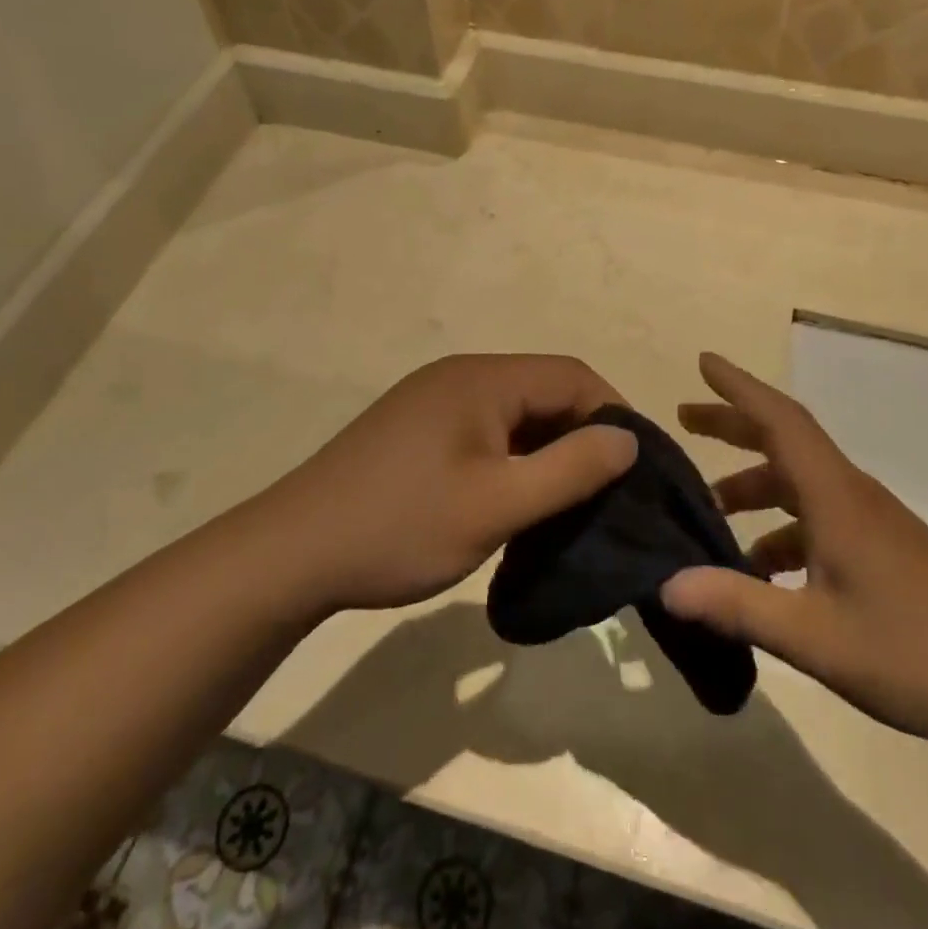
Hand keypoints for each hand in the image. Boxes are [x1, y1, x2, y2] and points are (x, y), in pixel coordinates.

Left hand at [259, 355, 637, 615]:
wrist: (293, 553)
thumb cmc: (402, 525)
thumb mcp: (497, 504)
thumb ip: (570, 469)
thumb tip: (628, 438)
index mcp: (482, 379)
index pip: (572, 375)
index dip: (612, 414)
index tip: (635, 467)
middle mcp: (459, 376)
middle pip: (543, 392)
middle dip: (581, 436)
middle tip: (607, 492)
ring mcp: (433, 402)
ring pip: (514, 415)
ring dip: (546, 451)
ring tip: (568, 503)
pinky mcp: (417, 430)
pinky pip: (484, 432)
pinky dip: (512, 460)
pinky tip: (516, 501)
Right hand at [658, 354, 927, 753]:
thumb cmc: (916, 654)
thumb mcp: (814, 637)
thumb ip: (737, 605)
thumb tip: (665, 584)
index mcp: (837, 497)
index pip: (781, 420)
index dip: (739, 387)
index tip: (704, 360)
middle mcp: (853, 496)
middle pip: (786, 442)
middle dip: (733, 426)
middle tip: (685, 420)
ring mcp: (874, 524)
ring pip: (801, 485)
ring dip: (754, 488)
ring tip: (711, 514)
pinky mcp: (886, 552)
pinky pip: (820, 520)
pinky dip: (782, 531)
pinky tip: (764, 574)